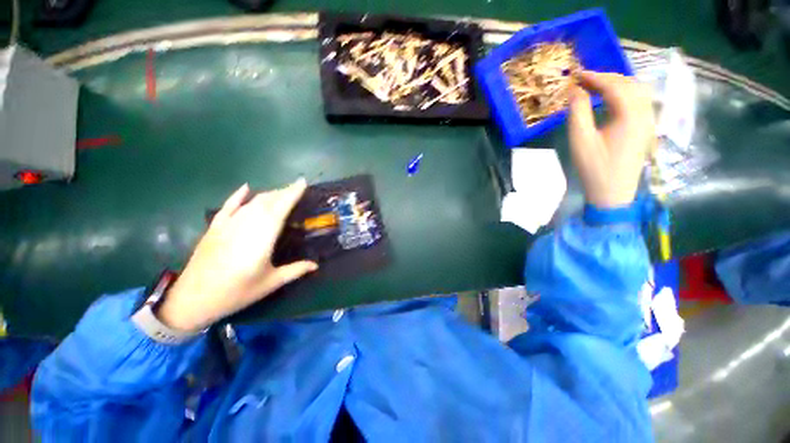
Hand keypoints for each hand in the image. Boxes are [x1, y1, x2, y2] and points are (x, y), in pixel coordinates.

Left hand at [157, 180, 317, 331]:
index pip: (280, 210)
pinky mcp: (214, 228)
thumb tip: (316, 265)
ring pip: (251, 203)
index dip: (292, 195)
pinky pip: (228, 206)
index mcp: (262, 239)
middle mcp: (245, 226)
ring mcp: (227, 225)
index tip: (302, 183)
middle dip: (283, 192)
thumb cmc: (237, 292)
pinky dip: (238, 196)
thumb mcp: (270, 283)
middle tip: (296, 187)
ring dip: (268, 194)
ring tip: (281, 191)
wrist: (192, 300)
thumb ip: (295, 270)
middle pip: (267, 202)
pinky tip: (246, 187)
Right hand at [568, 71, 654, 207]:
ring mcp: (649, 120)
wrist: (613, 193)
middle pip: (630, 84)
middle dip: (607, 77)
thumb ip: (578, 112)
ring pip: (638, 91)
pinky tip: (611, 100)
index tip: (576, 74)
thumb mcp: (580, 140)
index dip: (595, 77)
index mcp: (630, 114)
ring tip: (596, 87)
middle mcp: (645, 112)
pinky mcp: (646, 128)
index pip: (615, 85)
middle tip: (584, 80)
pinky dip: (625, 94)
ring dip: (618, 84)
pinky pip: (640, 101)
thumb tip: (575, 90)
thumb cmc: (595, 168)